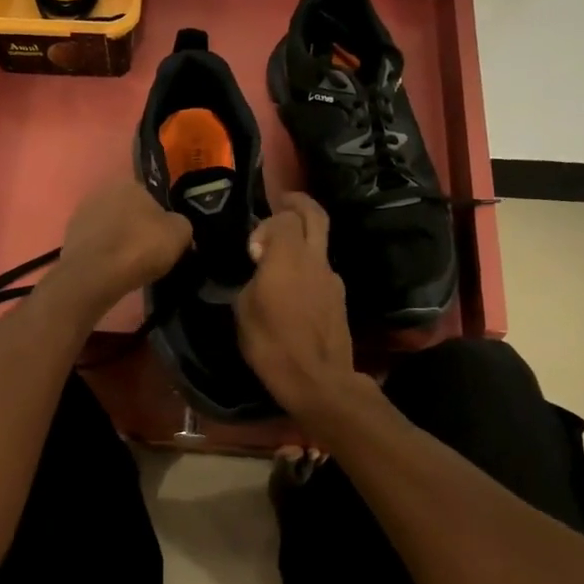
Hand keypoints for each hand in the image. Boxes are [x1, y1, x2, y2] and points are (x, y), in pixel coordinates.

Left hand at [50, 178, 192, 321]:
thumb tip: (174, 227)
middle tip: (149, 253)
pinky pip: (96, 244)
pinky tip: (111, 270)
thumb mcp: (180, 233)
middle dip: (137, 228)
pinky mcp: (68, 237)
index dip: (160, 220)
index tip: (164, 240)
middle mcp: (102, 191)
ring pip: (110, 228)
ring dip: (119, 241)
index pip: (151, 197)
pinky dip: (104, 254)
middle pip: (128, 211)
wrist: (96, 275)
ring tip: (129, 265)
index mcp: (130, 183)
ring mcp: (81, 213)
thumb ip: (180, 224)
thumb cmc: (141, 247)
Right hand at [234, 194, 363, 421]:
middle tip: (282, 203)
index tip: (251, 247)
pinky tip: (293, 289)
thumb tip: (258, 269)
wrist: (319, 381)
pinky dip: (308, 267)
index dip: (266, 223)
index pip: (283, 217)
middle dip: (298, 204)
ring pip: (320, 244)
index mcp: (288, 256)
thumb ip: (252, 280)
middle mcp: (315, 259)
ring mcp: (332, 278)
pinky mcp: (340, 299)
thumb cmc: (273, 345)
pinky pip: (322, 270)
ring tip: (280, 257)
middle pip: (314, 215)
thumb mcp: (243, 311)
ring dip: (303, 240)